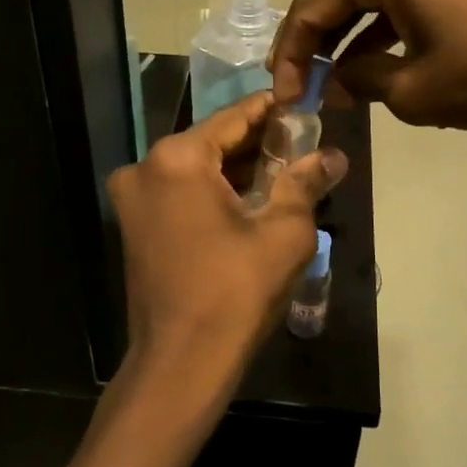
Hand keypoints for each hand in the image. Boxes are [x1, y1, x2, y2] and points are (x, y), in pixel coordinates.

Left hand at [107, 93, 348, 408]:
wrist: (180, 364)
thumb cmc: (235, 293)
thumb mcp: (284, 234)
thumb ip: (306, 183)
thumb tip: (334, 156)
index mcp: (177, 158)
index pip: (233, 117)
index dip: (271, 110)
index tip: (301, 102)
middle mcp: (145, 167)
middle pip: (211, 142)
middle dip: (256, 144)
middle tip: (301, 144)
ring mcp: (132, 198)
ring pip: (194, 168)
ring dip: (234, 169)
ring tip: (282, 172)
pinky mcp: (133, 225)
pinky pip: (178, 192)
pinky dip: (210, 191)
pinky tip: (247, 201)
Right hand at [270, 0, 466, 128]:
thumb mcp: (413, 90)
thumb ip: (362, 82)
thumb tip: (340, 79)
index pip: (312, 7)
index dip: (290, 57)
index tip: (283, 96)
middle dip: (319, 46)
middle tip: (302, 88)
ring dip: (353, 41)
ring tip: (338, 85)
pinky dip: (389, 30)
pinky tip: (379, 65)